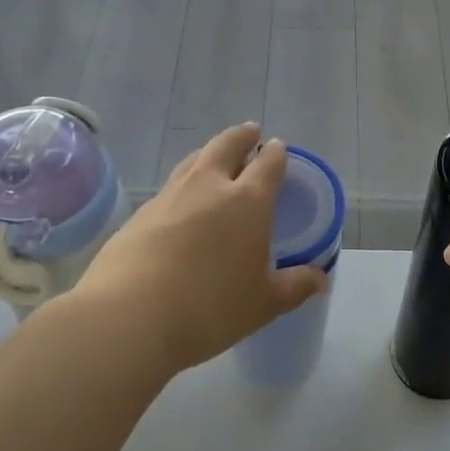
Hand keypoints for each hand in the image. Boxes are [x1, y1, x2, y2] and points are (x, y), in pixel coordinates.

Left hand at [75, 122, 326, 373]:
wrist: (129, 317)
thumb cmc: (210, 308)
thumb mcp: (263, 304)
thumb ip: (294, 287)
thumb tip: (320, 279)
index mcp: (247, 201)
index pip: (267, 163)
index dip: (276, 153)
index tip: (277, 147)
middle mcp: (208, 187)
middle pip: (226, 145)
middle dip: (241, 136)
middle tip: (249, 133)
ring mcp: (169, 196)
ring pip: (193, 161)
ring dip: (209, 154)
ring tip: (214, 158)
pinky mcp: (139, 214)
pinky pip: (169, 188)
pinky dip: (182, 185)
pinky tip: (181, 204)